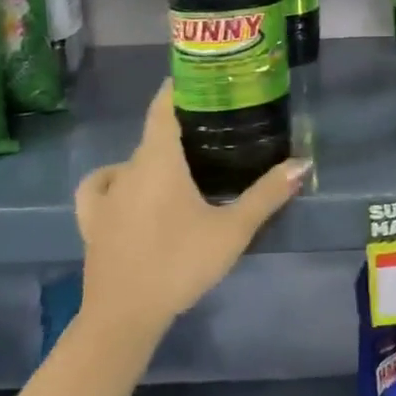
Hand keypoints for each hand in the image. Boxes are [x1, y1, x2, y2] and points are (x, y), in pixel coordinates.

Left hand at [73, 80, 305, 343]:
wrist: (124, 316)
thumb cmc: (180, 264)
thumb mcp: (233, 230)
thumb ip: (267, 194)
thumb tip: (302, 162)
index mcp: (159, 159)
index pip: (165, 106)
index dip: (181, 86)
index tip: (205, 79)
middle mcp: (129, 167)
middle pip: (154, 133)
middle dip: (182, 125)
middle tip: (216, 127)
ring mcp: (106, 194)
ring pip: (133, 160)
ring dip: (155, 155)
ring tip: (180, 164)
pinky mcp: (92, 220)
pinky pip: (100, 185)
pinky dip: (113, 178)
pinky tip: (127, 187)